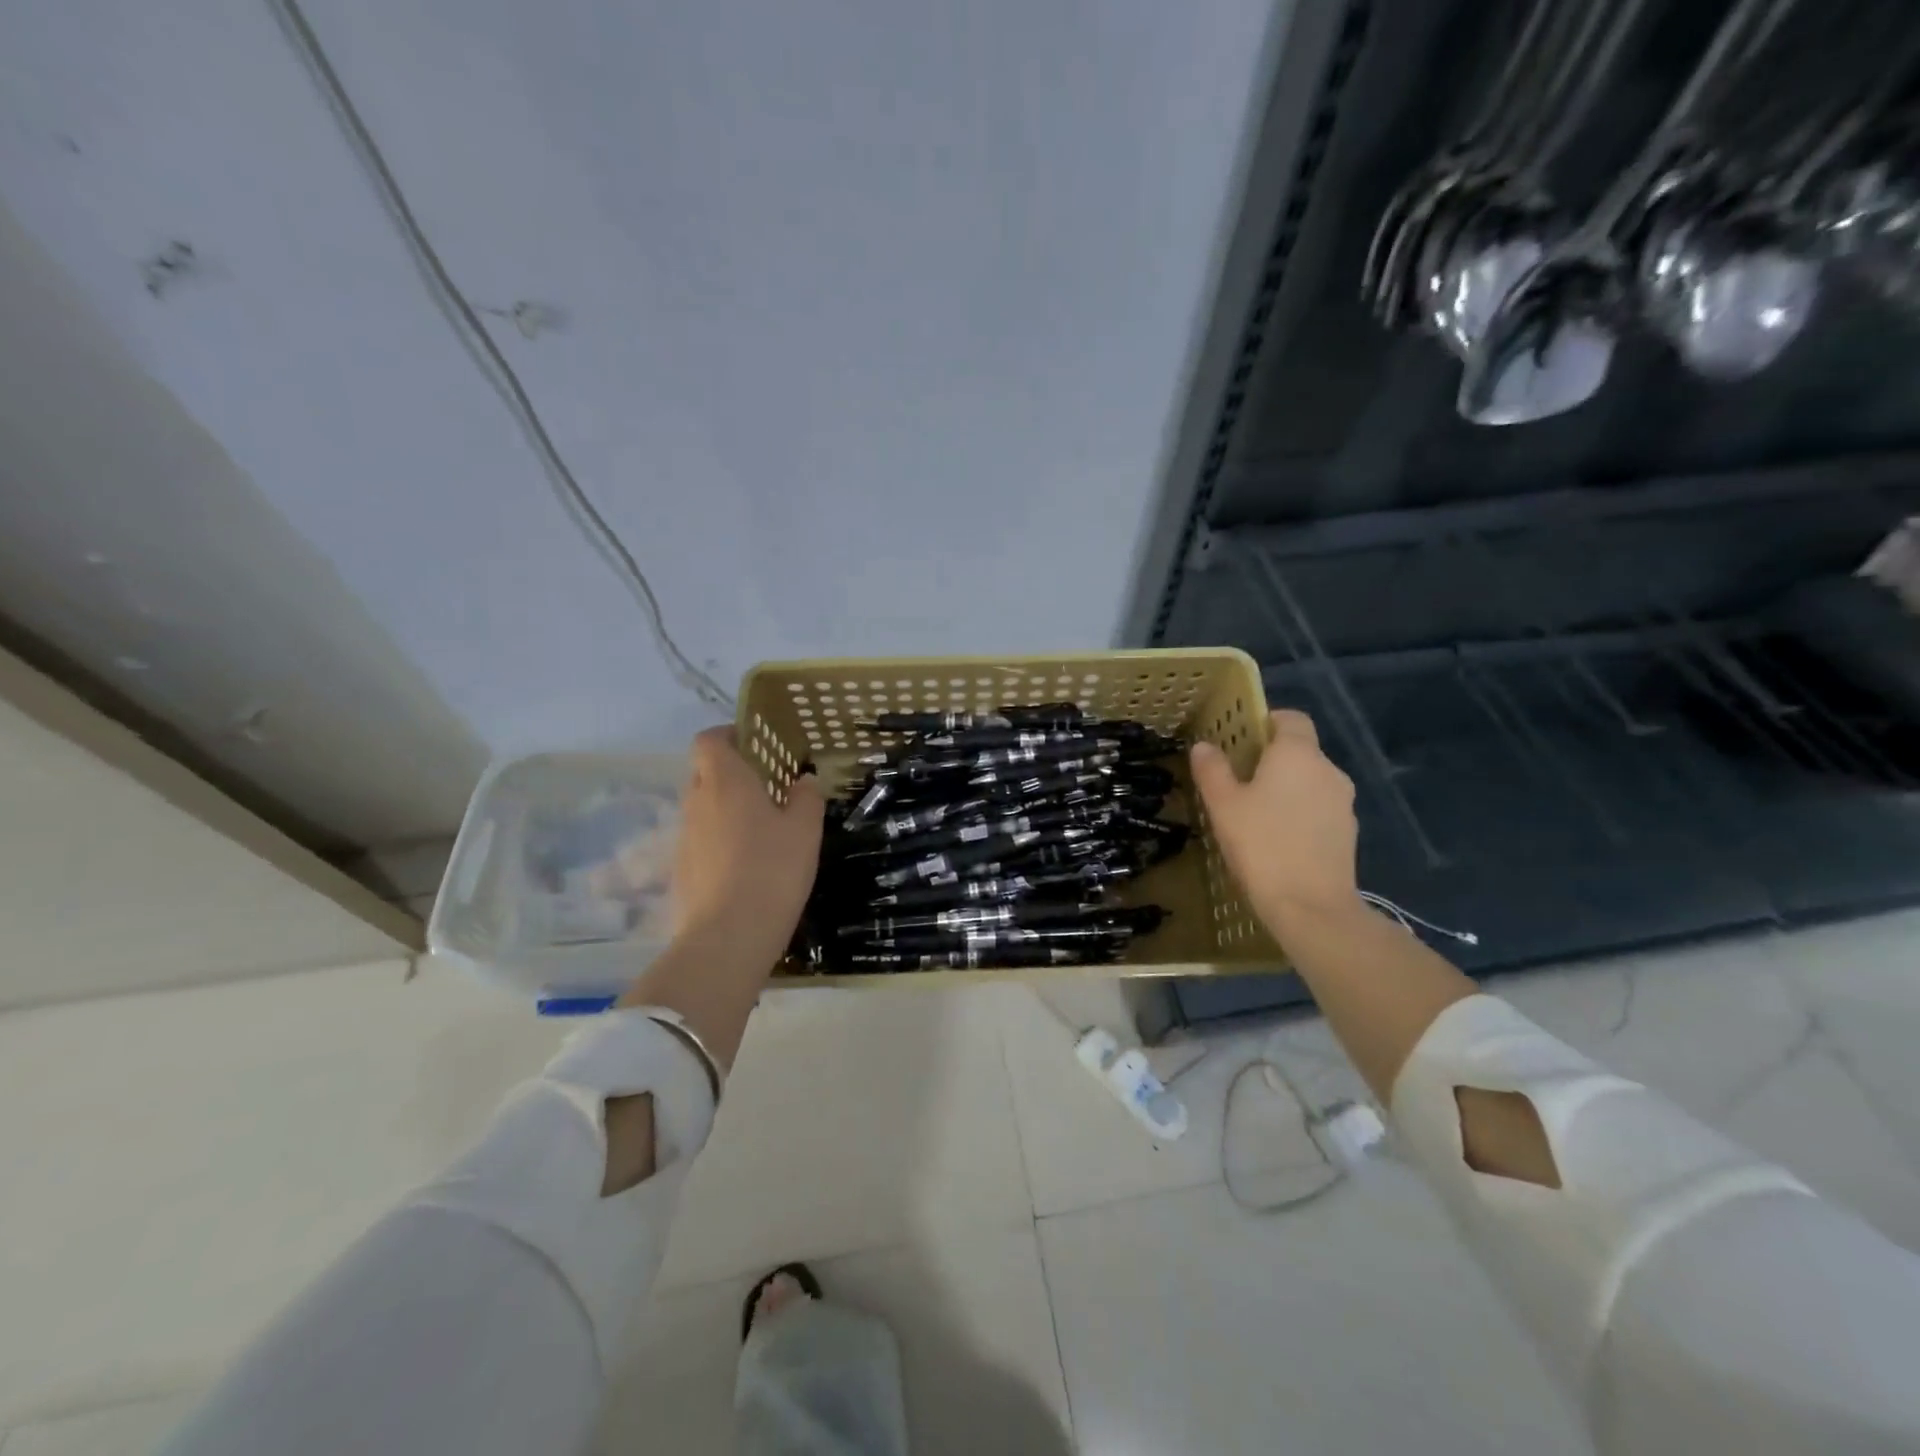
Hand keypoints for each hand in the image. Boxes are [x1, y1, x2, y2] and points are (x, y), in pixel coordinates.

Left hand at [672, 727, 824, 964]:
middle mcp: (697, 801)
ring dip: (726, 810)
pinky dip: (720, 841)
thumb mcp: (805, 830)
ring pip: (703, 808)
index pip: (709, 740)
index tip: (755, 745)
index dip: (728, 735)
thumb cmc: (772, 869)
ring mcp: (684, 837)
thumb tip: (803, 781)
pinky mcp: (681, 869)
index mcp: (725, 781)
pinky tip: (747, 866)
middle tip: (768, 789)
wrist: (729, 936)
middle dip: (732, 774)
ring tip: (761, 831)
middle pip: (705, 773)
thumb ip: (806, 798)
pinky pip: (701, 840)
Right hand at [1188, 709, 1358, 934]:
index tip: (1241, 740)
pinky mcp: (1348, 833)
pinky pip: (1320, 810)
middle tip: (1238, 781)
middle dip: (1272, 760)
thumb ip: (1212, 770)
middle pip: (1301, 751)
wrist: (1310, 907)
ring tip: (1256, 815)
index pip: (1291, 718)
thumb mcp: (1223, 805)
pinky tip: (1278, 840)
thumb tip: (1204, 746)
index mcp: (1298, 754)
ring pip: (1310, 783)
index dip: (1267, 722)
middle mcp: (1328, 770)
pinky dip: (1301, 815)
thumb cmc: (1261, 845)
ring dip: (1287, 790)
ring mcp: (1344, 803)